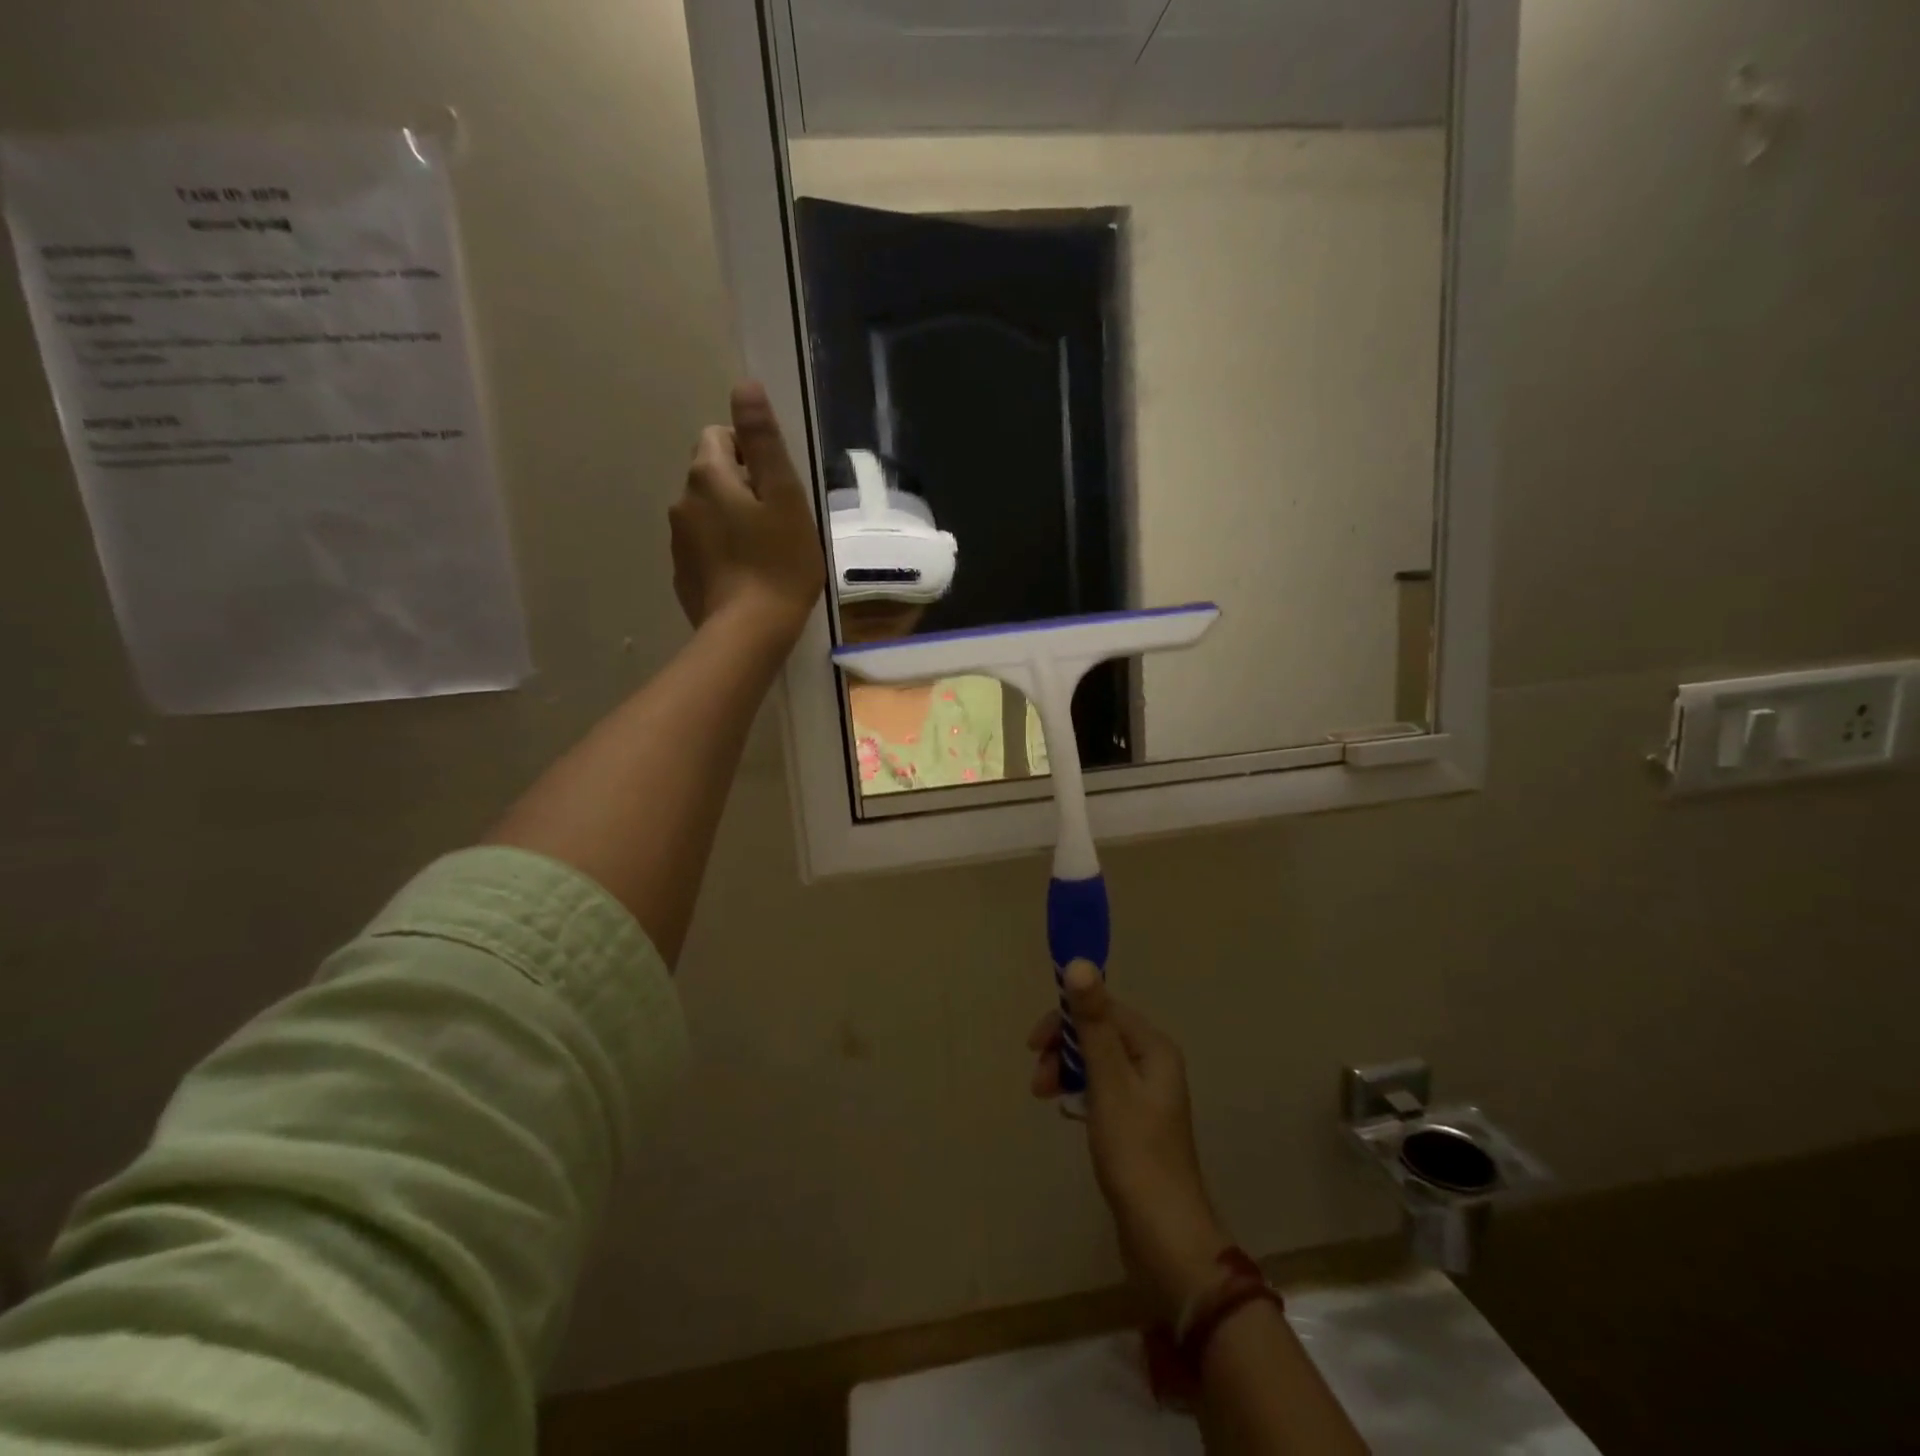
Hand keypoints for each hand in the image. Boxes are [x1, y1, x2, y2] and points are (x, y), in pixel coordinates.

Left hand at [670, 382, 824, 644]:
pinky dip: (722, 552)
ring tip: (764, 554)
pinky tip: (747, 577)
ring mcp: (678, 541)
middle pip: (712, 476)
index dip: (752, 455)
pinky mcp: (682, 574)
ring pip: (706, 513)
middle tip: (777, 524)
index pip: (720, 437)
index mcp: (708, 476)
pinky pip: (703, 548)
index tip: (777, 489)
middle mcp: (682, 500)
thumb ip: (763, 441)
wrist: (749, 633)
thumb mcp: (785, 497)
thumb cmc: (779, 563)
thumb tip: (744, 386)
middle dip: (741, 488)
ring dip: (731, 521)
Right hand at [1030, 963, 1231, 1322]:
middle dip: (1064, 1047)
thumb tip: (1078, 962)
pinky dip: (1080, 1092)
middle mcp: (1154, 1063)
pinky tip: (1067, 1111)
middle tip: (1037, 1079)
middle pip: (1099, 1033)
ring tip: (1044, 1097)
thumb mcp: (1108, 1082)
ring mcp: (1147, 1095)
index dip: (1067, 1018)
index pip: (1104, 1009)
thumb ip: (1092, 1023)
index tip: (1034, 1044)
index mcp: (1154, 1048)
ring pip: (1097, 1062)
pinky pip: (1102, 1088)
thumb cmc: (1136, 1154)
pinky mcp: (1137, 1123)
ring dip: (1067, 1070)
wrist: (1165, 1238)